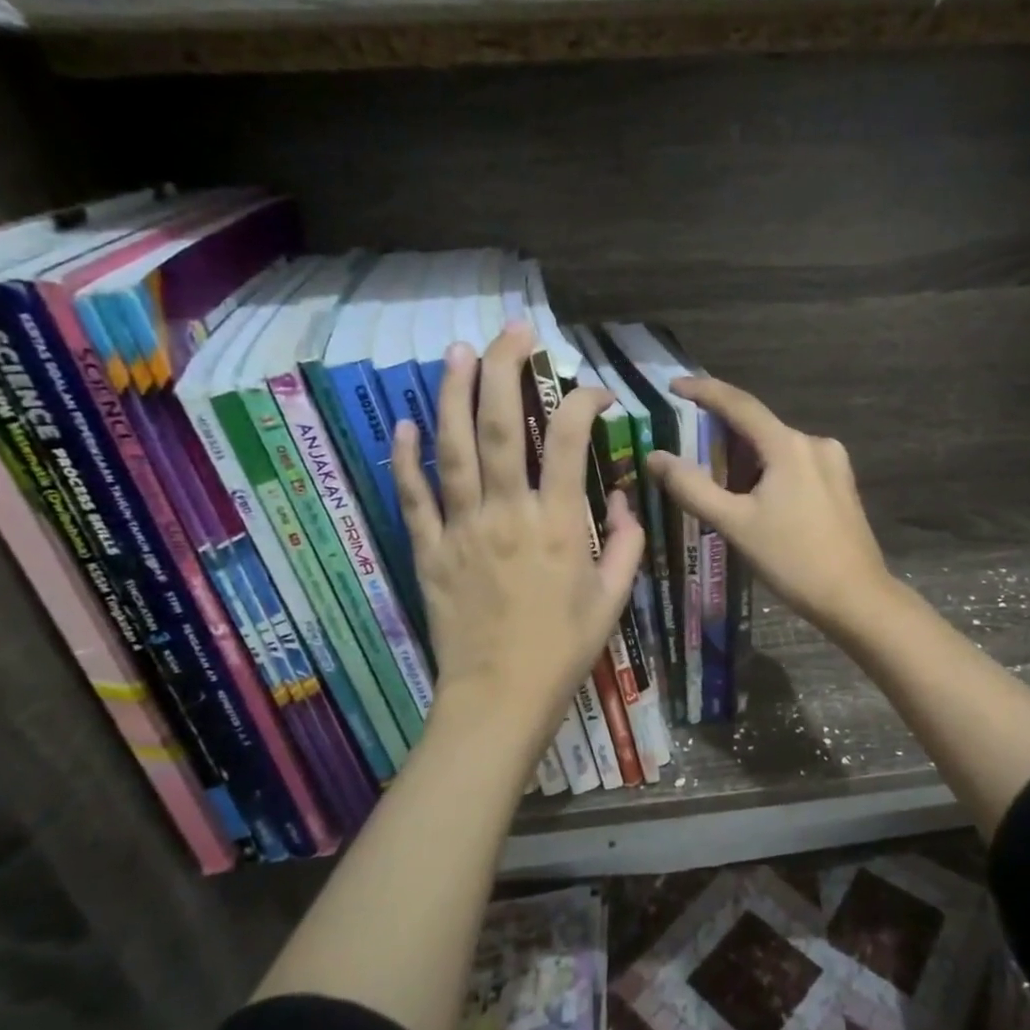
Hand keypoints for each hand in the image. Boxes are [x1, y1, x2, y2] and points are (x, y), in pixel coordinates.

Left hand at [392, 323, 642, 755]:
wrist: (500, 698)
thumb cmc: (564, 649)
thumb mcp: (613, 598)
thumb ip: (625, 542)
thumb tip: (619, 495)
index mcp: (558, 524)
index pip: (571, 441)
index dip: (583, 402)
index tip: (593, 392)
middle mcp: (507, 513)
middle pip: (502, 426)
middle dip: (508, 370)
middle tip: (515, 332)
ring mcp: (462, 529)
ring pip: (454, 448)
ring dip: (456, 395)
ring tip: (460, 352)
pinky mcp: (429, 550)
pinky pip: (413, 497)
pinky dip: (406, 458)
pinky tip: (405, 423)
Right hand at [647, 378, 893, 634]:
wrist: (856, 597)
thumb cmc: (793, 559)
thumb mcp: (735, 524)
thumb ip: (693, 487)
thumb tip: (656, 456)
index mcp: (789, 446)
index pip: (739, 404)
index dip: (704, 391)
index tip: (674, 386)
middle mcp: (815, 443)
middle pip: (759, 427)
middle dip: (722, 432)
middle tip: (687, 443)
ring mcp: (833, 463)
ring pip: (777, 448)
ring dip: (746, 456)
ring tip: (716, 477)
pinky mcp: (841, 484)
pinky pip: (795, 464)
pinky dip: (769, 470)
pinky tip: (754, 495)